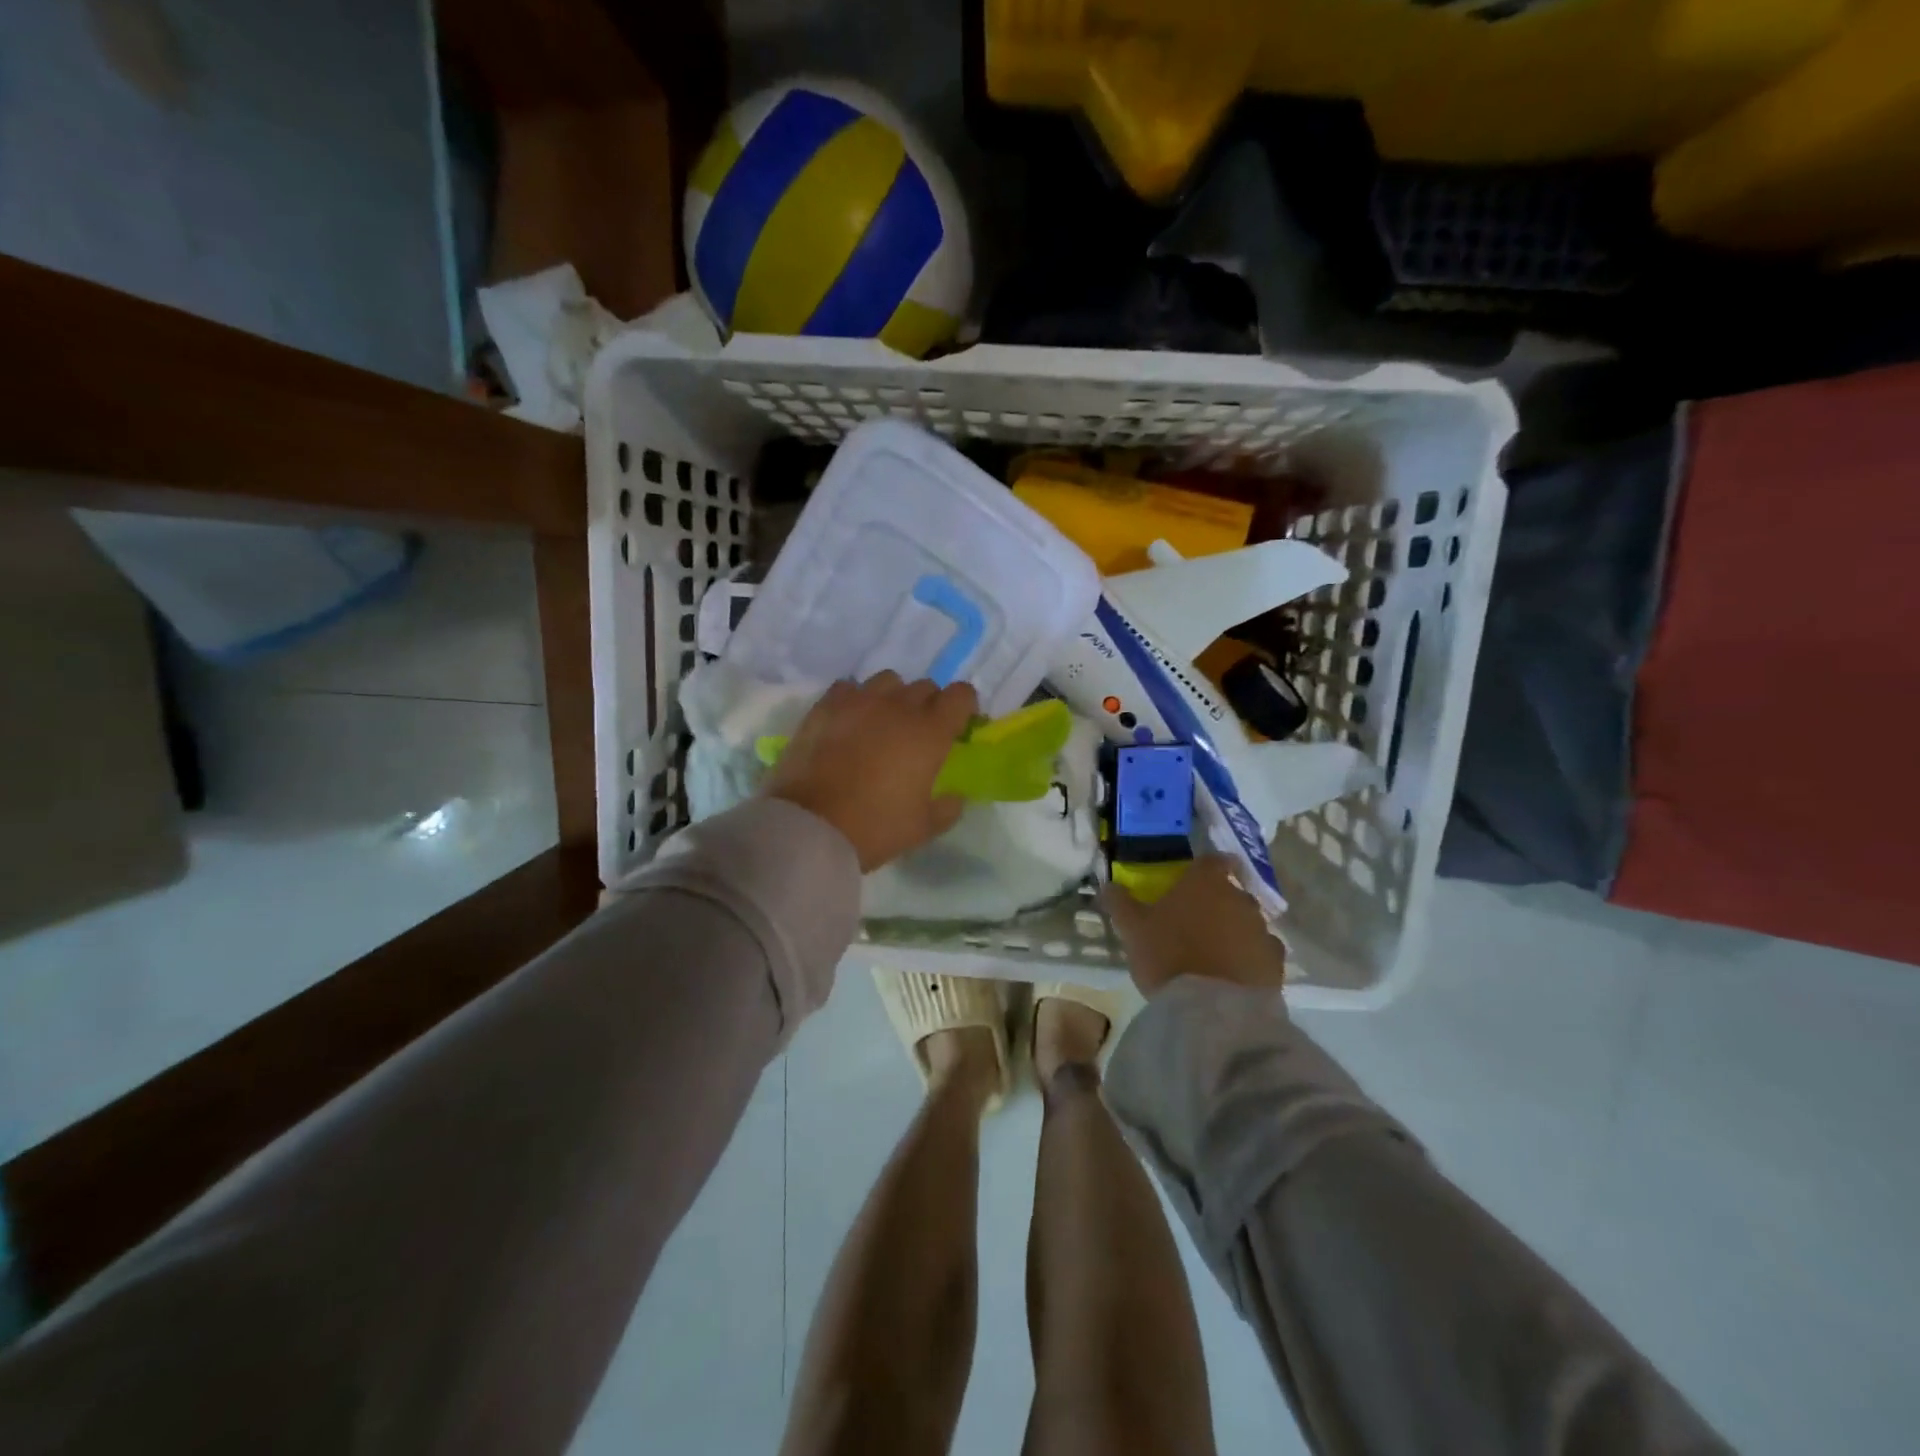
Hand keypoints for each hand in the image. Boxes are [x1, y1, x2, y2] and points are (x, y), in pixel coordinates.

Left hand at [763, 672, 976, 871]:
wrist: (810, 826)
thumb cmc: (875, 827)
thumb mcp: (923, 828)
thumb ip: (948, 808)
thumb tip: (955, 796)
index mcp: (930, 732)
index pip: (960, 695)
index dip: (964, 706)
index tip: (959, 726)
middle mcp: (899, 707)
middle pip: (925, 687)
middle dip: (929, 705)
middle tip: (919, 734)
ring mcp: (859, 702)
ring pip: (888, 681)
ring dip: (893, 697)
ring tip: (883, 722)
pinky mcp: (825, 706)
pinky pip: (849, 687)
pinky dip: (855, 699)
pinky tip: (850, 721)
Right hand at [1102, 855, 1287, 997]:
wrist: (1212, 1010)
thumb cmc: (1168, 956)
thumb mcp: (1132, 929)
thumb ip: (1120, 902)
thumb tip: (1108, 885)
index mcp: (1206, 882)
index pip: (1213, 860)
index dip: (1204, 868)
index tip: (1191, 882)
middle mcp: (1240, 898)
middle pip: (1231, 892)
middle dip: (1217, 903)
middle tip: (1194, 923)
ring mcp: (1262, 930)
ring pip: (1248, 922)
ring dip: (1234, 931)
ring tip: (1212, 954)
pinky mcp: (1276, 964)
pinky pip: (1262, 952)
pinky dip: (1250, 958)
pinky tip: (1233, 974)